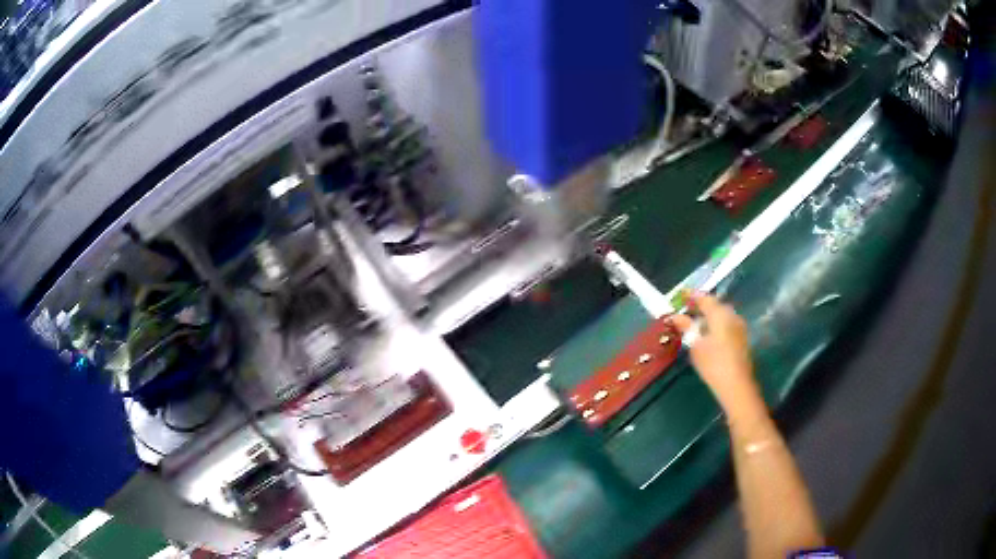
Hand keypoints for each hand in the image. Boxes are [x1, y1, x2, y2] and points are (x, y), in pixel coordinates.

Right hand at [670, 293, 760, 413]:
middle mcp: (732, 316)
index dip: (692, 295)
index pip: (705, 298)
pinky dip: (716, 325)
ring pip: (722, 315)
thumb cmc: (713, 363)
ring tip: (696, 323)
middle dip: (701, 306)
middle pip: (715, 305)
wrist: (736, 385)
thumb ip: (686, 327)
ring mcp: (739, 327)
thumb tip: (676, 316)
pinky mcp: (742, 339)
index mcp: (720, 314)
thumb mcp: (695, 345)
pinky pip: (727, 324)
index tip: (681, 295)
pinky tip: (708, 335)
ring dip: (709, 316)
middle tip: (687, 310)